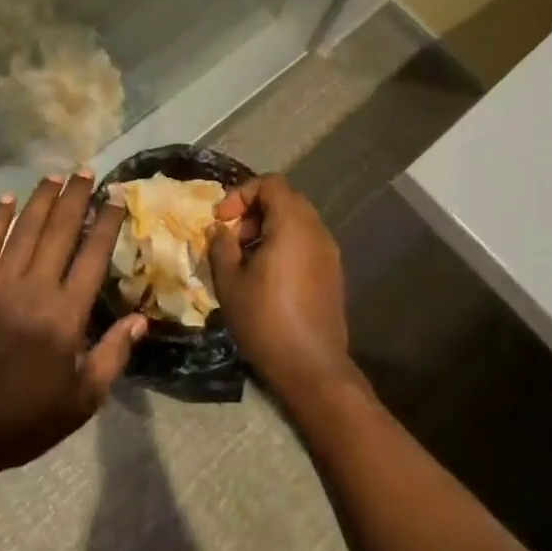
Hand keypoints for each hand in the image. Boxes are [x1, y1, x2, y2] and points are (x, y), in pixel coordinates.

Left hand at [0, 172, 145, 484]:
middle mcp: (35, 288)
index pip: (93, 255)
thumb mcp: (82, 401)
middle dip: (76, 197)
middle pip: (60, 231)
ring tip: (56, 175)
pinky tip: (7, 198)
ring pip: (26, 229)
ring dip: (42, 199)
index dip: (106, 223)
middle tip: (87, 170)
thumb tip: (141, 319)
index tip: (116, 198)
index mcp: (66, 315)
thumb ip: (113, 356)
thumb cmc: (23, 420)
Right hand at [209, 175, 351, 398]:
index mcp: (293, 224)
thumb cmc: (265, 320)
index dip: (242, 194)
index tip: (222, 220)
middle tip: (232, 239)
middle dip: (253, 212)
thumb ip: (221, 246)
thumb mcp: (230, 282)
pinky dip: (284, 245)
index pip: (270, 183)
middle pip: (285, 199)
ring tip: (245, 260)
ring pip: (296, 222)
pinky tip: (266, 276)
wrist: (312, 367)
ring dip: (268, 229)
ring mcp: (329, 252)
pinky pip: (306, 242)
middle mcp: (316, 230)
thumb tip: (219, 229)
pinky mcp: (333, 273)